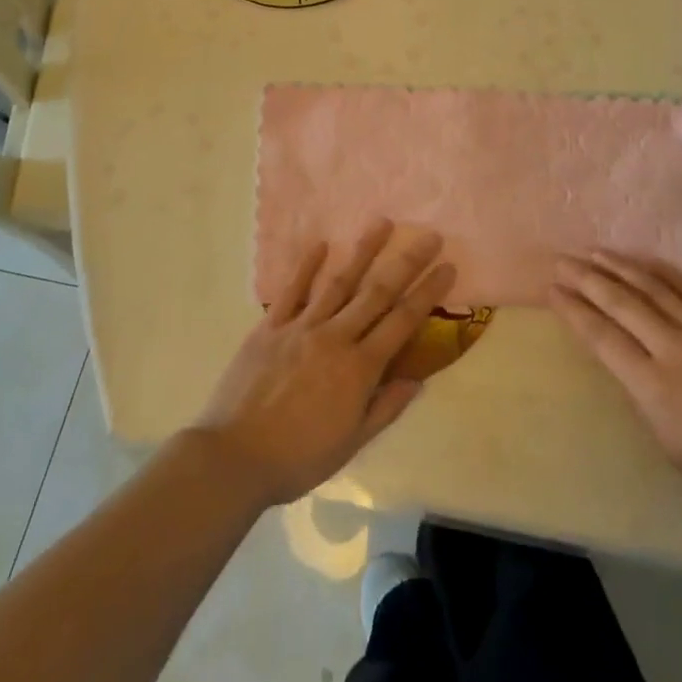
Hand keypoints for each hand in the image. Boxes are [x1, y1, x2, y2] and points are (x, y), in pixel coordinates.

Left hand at [193, 222, 455, 507]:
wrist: (233, 458)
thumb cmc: (298, 458)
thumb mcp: (351, 444)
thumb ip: (385, 408)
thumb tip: (417, 380)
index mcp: (359, 368)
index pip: (403, 322)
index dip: (428, 293)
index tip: (447, 267)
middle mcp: (335, 338)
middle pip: (377, 293)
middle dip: (406, 263)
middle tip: (429, 236)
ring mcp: (300, 328)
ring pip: (339, 282)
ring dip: (363, 251)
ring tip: (383, 223)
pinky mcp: (269, 327)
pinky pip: (291, 291)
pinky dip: (306, 266)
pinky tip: (321, 244)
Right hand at [551, 252, 681, 520]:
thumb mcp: (672, 446)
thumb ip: (644, 399)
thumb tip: (629, 365)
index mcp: (652, 385)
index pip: (601, 336)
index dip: (573, 310)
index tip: (552, 289)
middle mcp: (672, 347)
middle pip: (620, 302)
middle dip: (586, 278)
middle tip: (561, 260)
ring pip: (651, 287)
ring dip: (618, 266)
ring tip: (594, 252)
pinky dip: (661, 271)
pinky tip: (645, 262)